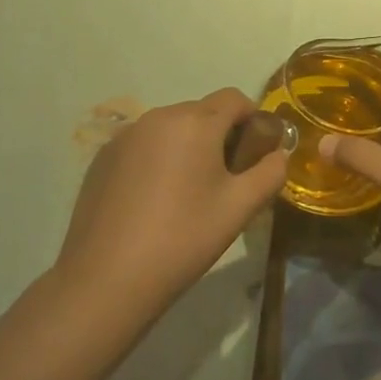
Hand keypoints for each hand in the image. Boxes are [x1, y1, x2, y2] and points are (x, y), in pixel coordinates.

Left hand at [57, 88, 285, 323]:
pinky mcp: (102, 157)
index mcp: (195, 122)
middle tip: (225, 180)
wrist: (105, 280)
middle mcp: (159, 116)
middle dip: (219, 136)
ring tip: (187, 193)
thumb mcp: (239, 208)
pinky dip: (156, 159)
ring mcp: (126, 135)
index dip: (253, 119)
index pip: (235, 99)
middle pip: (202, 112)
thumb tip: (278, 155)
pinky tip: (152, 201)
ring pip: (171, 128)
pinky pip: (143, 145)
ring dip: (187, 147)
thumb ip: (270, 173)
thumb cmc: (182, 239)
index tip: (256, 153)